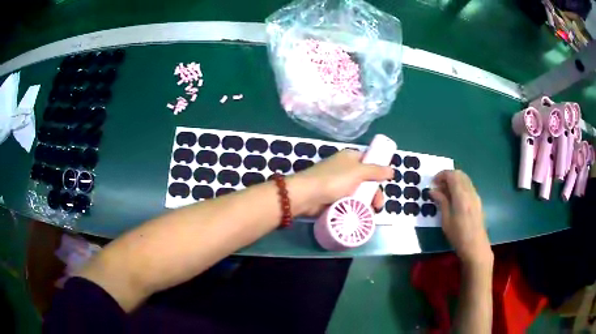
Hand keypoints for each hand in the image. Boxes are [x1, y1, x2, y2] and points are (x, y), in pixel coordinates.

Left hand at [291, 149, 393, 215]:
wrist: (306, 196)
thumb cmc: (333, 180)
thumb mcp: (358, 172)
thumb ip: (376, 171)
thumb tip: (392, 170)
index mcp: (350, 158)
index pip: (369, 161)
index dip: (378, 171)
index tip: (385, 183)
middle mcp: (345, 169)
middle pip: (366, 180)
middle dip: (374, 192)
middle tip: (377, 205)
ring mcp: (339, 184)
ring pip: (359, 192)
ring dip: (366, 202)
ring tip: (370, 213)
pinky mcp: (333, 198)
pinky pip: (350, 201)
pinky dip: (356, 207)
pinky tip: (360, 215)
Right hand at [430, 170, 492, 265]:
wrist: (476, 246)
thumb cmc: (458, 236)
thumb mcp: (446, 221)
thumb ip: (441, 202)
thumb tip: (433, 190)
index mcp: (461, 196)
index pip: (451, 175)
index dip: (441, 175)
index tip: (432, 183)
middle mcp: (470, 192)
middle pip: (459, 174)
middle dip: (447, 176)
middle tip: (437, 186)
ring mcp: (475, 195)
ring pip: (464, 179)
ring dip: (454, 180)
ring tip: (444, 193)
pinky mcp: (477, 200)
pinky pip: (468, 186)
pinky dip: (459, 186)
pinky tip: (454, 198)